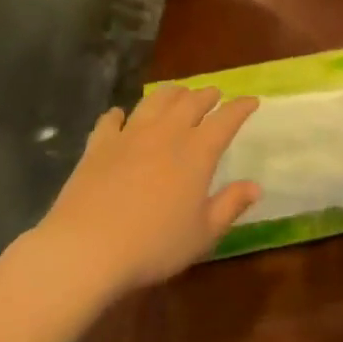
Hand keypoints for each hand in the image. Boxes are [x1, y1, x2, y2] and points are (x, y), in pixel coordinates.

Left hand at [34, 85, 261, 298]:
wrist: (87, 248)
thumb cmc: (154, 245)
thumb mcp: (202, 234)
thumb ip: (230, 205)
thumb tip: (255, 186)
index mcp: (197, 152)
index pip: (225, 120)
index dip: (240, 107)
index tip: (251, 101)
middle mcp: (166, 133)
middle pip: (190, 102)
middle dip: (207, 95)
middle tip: (215, 94)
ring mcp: (129, 135)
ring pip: (155, 101)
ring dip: (171, 93)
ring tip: (178, 93)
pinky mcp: (98, 145)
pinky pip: (110, 120)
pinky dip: (119, 114)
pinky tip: (119, 115)